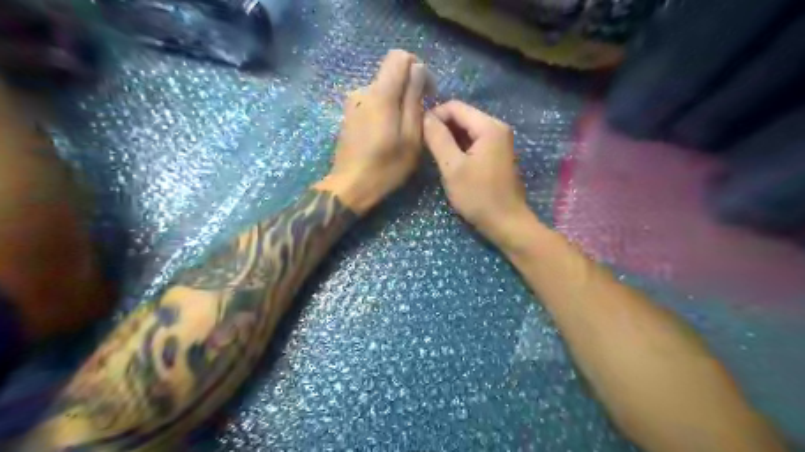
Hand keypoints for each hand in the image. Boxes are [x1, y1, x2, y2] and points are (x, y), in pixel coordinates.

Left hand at [315, 49, 427, 215]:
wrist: (350, 187)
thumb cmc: (385, 167)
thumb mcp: (410, 137)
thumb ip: (413, 99)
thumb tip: (417, 69)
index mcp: (380, 94)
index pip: (398, 57)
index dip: (417, 68)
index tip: (426, 92)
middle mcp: (363, 91)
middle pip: (391, 74)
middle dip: (409, 88)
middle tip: (419, 118)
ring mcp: (353, 103)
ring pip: (383, 90)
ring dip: (397, 102)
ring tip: (404, 131)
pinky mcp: (349, 115)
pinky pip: (373, 102)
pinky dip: (385, 111)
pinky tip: (387, 135)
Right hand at [423, 100, 532, 247]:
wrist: (506, 223)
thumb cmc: (478, 196)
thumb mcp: (452, 167)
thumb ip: (438, 139)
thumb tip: (425, 117)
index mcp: (489, 127)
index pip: (455, 107)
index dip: (434, 115)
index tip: (418, 133)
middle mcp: (497, 128)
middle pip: (462, 116)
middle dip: (441, 127)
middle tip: (424, 145)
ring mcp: (499, 142)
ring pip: (467, 130)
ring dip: (449, 138)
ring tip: (433, 154)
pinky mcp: (496, 155)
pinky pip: (474, 142)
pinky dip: (459, 147)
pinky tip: (448, 161)